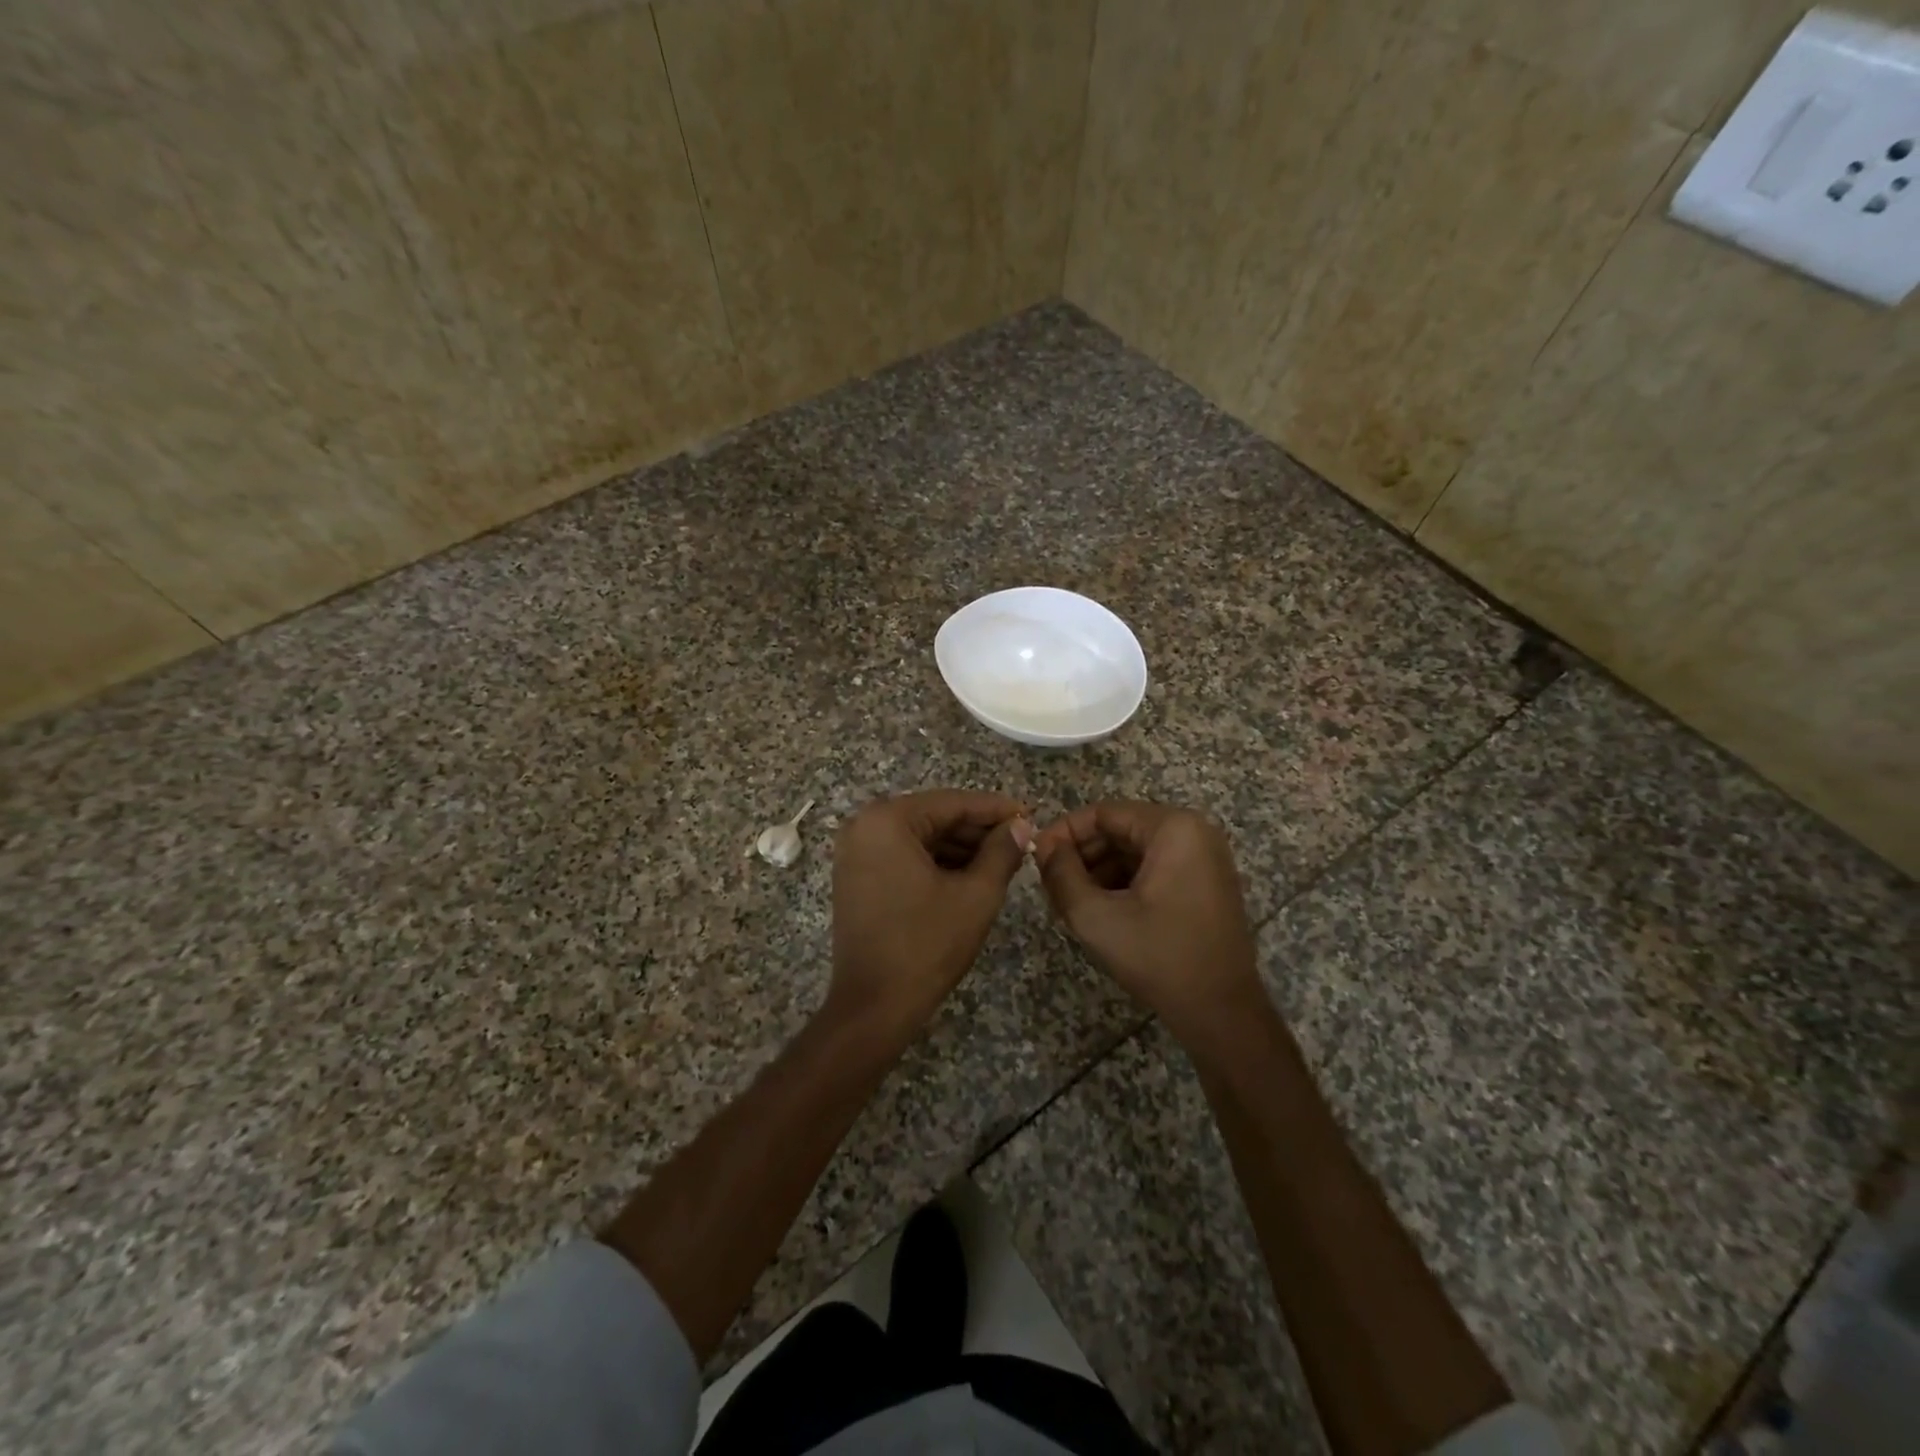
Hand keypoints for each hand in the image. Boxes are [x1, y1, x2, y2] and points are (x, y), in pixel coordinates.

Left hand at [828, 790, 1033, 1040]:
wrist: (873, 1006)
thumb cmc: (926, 945)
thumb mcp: (975, 895)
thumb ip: (1002, 852)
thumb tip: (1021, 826)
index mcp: (887, 820)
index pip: (952, 803)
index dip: (995, 809)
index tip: (1029, 814)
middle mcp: (864, 826)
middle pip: (934, 817)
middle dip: (977, 830)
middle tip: (1020, 840)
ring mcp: (855, 853)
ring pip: (919, 838)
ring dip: (959, 847)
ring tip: (1003, 859)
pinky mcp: (855, 877)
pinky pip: (903, 856)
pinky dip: (935, 863)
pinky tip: (970, 874)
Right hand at [1034, 801, 1264, 1048]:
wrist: (1221, 1013)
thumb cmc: (1158, 957)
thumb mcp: (1095, 916)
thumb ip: (1060, 873)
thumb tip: (1043, 846)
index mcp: (1173, 828)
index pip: (1104, 813)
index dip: (1064, 832)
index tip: (1036, 857)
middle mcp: (1194, 832)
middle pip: (1120, 829)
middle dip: (1081, 854)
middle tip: (1049, 883)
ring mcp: (1203, 858)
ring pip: (1134, 850)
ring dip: (1098, 870)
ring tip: (1069, 901)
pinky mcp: (1204, 883)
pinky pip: (1154, 868)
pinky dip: (1123, 883)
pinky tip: (1100, 909)